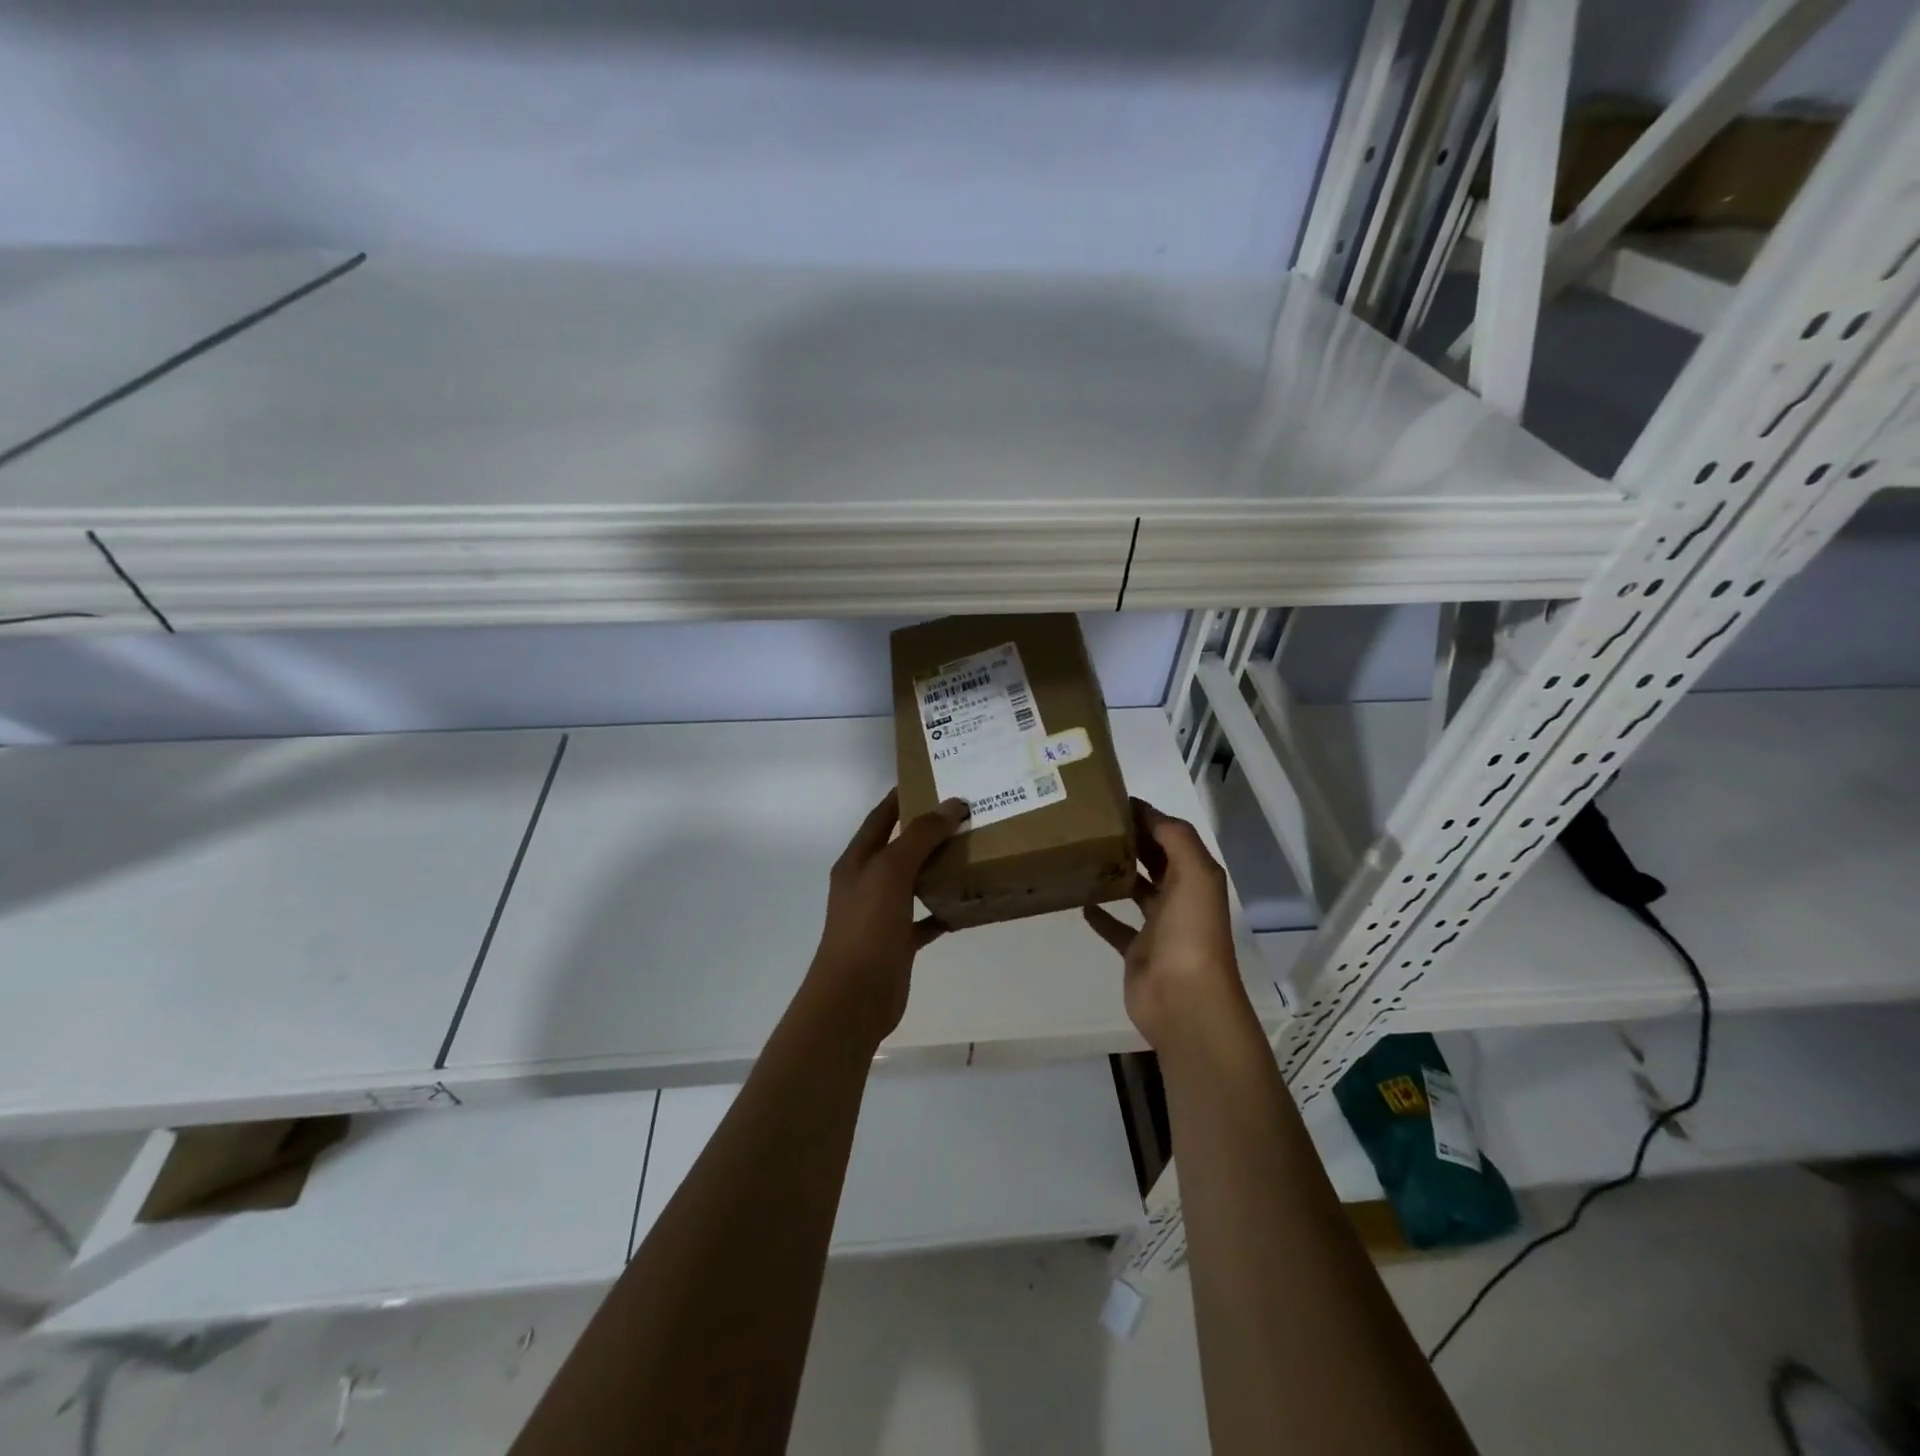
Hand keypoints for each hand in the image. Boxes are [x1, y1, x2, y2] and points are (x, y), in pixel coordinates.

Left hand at [808, 789, 970, 1043]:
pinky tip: (968, 902)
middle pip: (900, 847)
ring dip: (938, 867)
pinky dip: (944, 908)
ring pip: (914, 881)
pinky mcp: (898, 941)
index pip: (880, 817)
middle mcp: (867, 882)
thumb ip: (920, 836)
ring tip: (974, 849)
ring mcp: (882, 913)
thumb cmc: (867, 926)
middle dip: (928, 830)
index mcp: (858, 860)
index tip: (933, 777)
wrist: (854, 997)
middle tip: (966, 812)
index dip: (902, 796)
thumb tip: (952, 804)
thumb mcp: (891, 871)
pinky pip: (925, 917)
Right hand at [1084, 798, 1250, 1055]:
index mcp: (1195, 876)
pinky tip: (1081, 901)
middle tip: (1092, 822)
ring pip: (1136, 890)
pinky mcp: (1137, 951)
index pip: (1170, 835)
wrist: (1184, 1001)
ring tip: (1085, 853)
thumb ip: (1175, 837)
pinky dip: (1101, 914)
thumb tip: (1145, 811)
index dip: (1147, 816)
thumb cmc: (1191, 932)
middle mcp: (1179, 897)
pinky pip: (1116, 927)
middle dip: (1131, 840)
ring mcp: (1158, 926)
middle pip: (1154, 860)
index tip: (1112, 799)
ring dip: (1117, 873)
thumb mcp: (1194, 873)